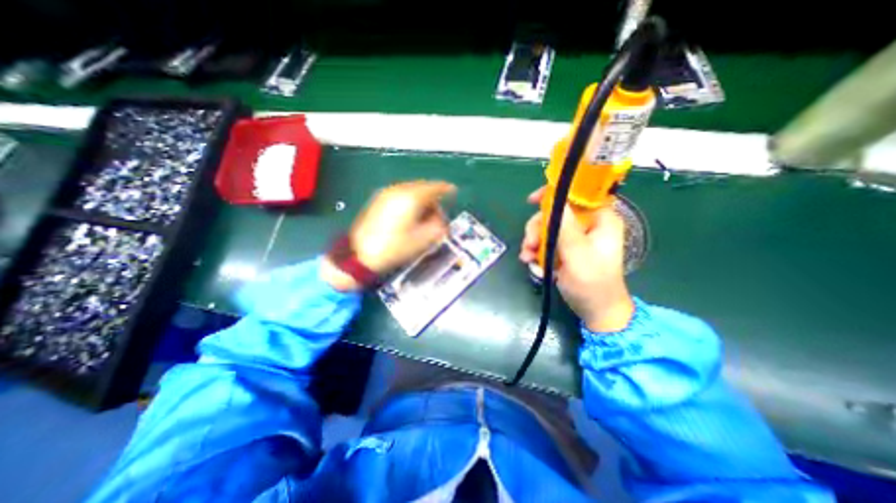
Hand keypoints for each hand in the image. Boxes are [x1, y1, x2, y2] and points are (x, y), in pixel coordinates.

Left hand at [321, 181, 455, 290]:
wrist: (360, 255)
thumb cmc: (394, 248)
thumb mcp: (423, 240)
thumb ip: (438, 227)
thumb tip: (441, 220)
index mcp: (412, 198)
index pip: (434, 187)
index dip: (446, 189)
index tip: (453, 192)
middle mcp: (399, 190)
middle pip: (423, 187)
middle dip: (433, 198)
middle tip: (436, 215)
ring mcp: (386, 193)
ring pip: (411, 190)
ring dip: (421, 200)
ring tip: (422, 218)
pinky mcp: (378, 200)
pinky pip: (400, 195)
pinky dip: (409, 201)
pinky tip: (409, 216)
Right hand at [519, 188, 635, 331]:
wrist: (595, 311)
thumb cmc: (592, 284)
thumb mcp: (577, 255)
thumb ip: (566, 228)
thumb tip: (555, 200)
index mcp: (599, 219)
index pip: (578, 194)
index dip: (555, 193)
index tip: (532, 201)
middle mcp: (587, 224)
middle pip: (556, 213)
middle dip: (538, 227)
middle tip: (529, 243)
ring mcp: (575, 237)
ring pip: (547, 228)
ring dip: (533, 241)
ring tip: (527, 257)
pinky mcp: (566, 249)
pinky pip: (546, 241)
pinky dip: (536, 250)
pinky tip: (530, 261)